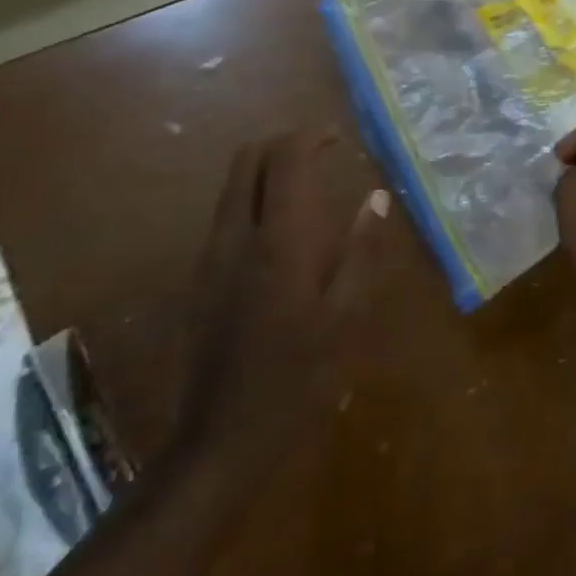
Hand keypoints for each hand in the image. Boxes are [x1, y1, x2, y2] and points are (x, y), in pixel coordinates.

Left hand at [175, 132, 385, 466]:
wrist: (221, 439)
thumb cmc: (299, 377)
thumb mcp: (347, 317)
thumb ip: (362, 251)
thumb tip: (377, 198)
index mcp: (279, 241)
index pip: (285, 160)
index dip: (310, 137)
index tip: (338, 138)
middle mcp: (236, 236)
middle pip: (246, 160)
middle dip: (282, 143)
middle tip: (320, 151)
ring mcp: (210, 257)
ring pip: (231, 186)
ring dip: (265, 169)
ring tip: (306, 182)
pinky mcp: (199, 279)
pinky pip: (225, 215)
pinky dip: (253, 198)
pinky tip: (282, 229)